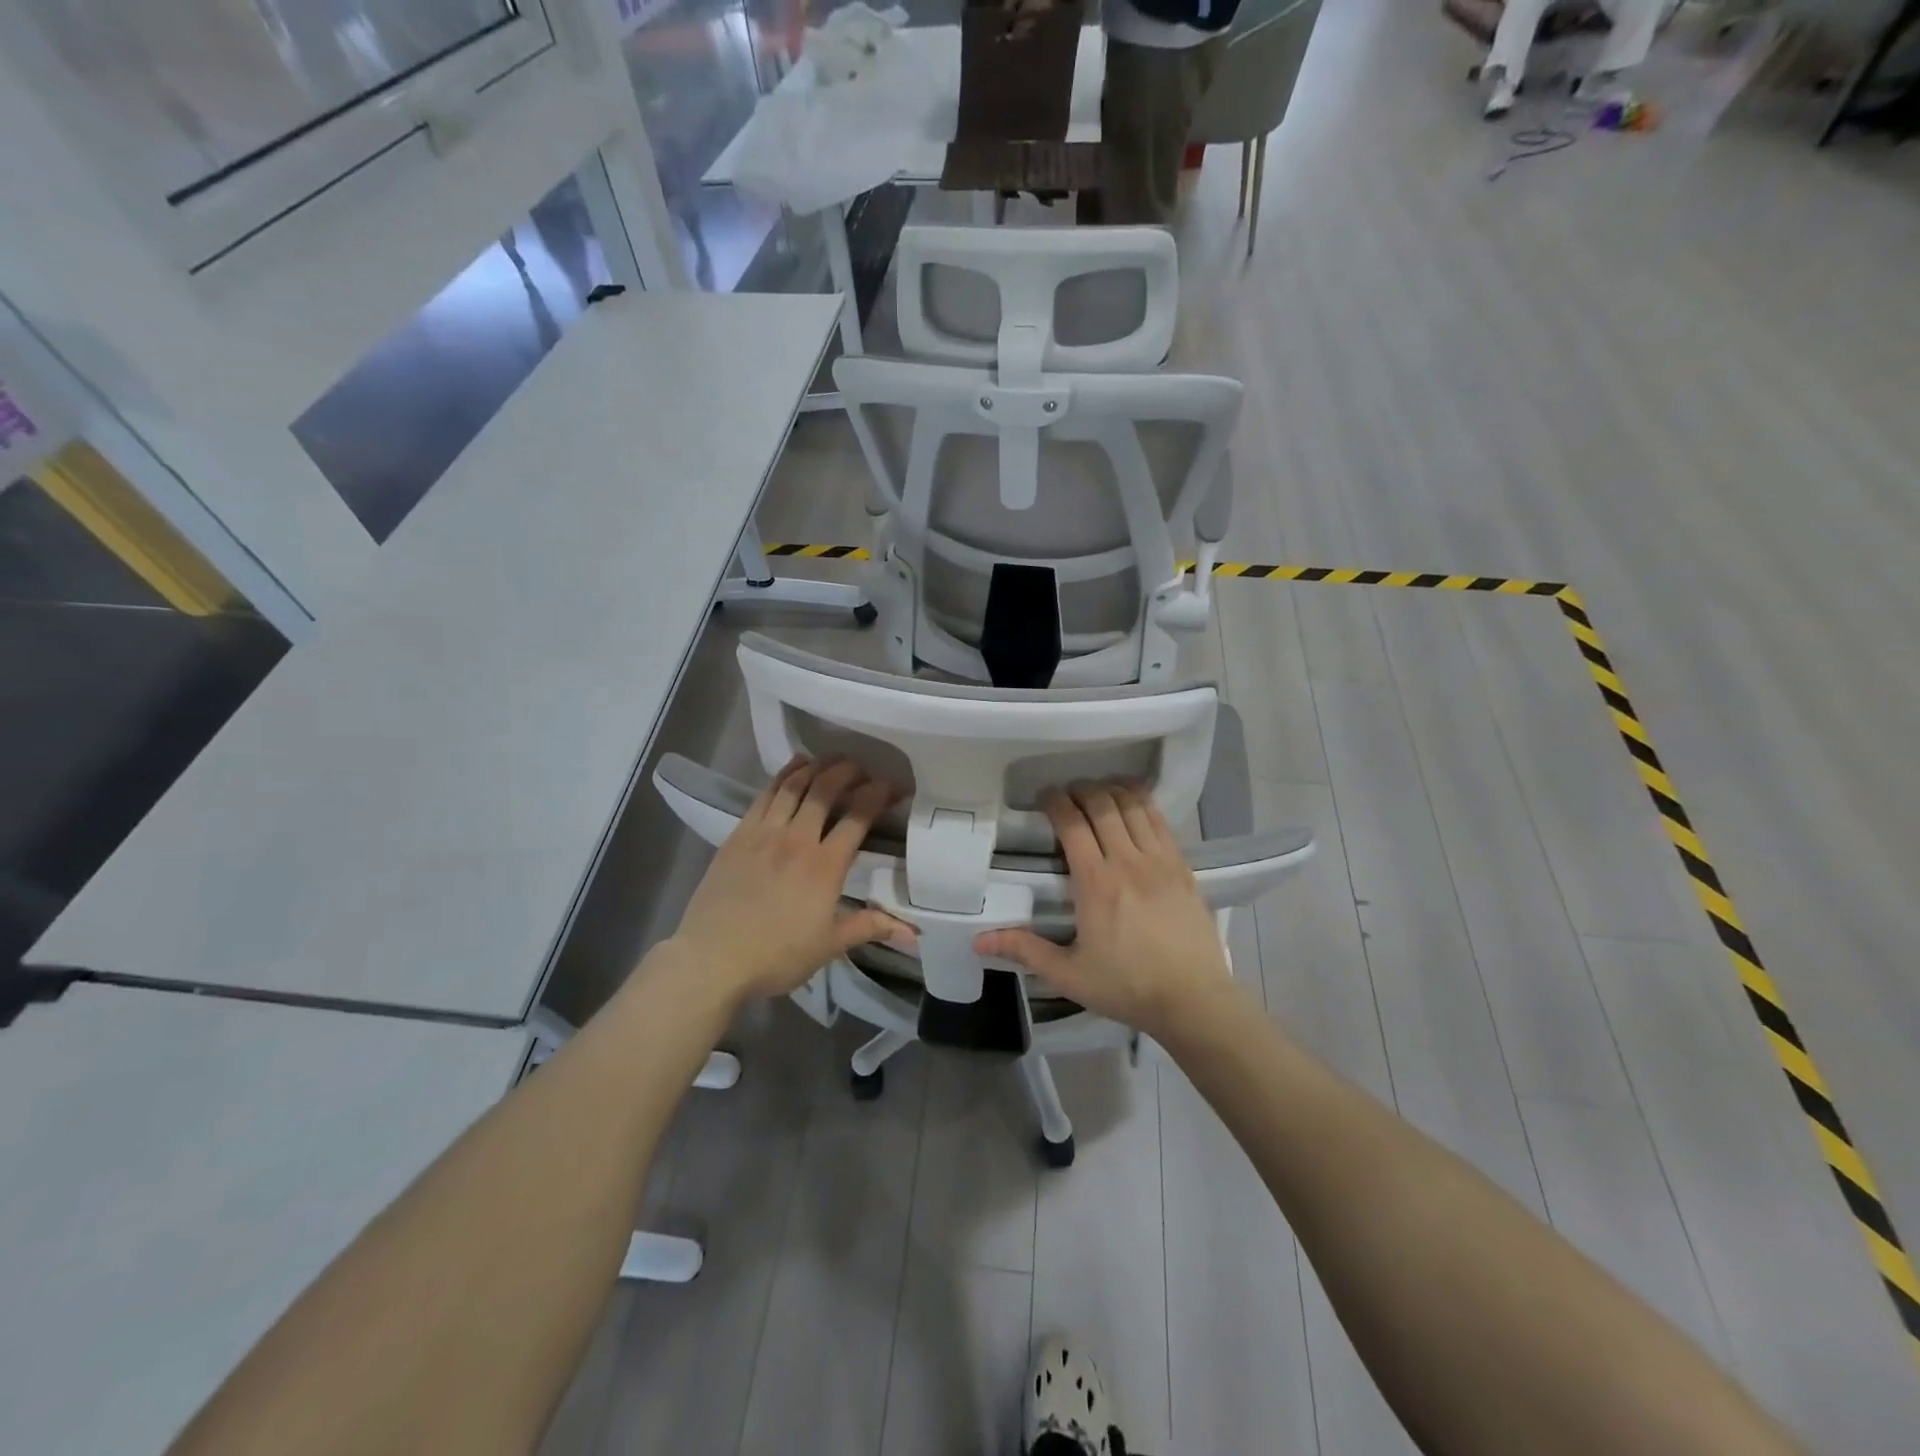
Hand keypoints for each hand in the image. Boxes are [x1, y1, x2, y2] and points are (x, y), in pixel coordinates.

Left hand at [659, 757, 910, 1009]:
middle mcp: (796, 838)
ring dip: (817, 767)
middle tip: (864, 769)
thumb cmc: (777, 955)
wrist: (711, 960)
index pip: (858, 815)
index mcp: (825, 865)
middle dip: (849, 771)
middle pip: (826, 789)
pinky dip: (783, 775)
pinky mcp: (738, 835)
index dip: (880, 794)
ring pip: (794, 784)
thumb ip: (871, 927)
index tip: (895, 787)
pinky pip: (764, 794)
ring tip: (833, 760)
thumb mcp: (830, 945)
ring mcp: (763, 833)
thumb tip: (914, 933)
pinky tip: (794, 768)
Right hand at [974, 781, 1237, 1038]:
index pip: (1072, 825)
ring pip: (1133, 806)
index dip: (1055, 802)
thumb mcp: (1069, 975)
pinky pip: (1160, 821)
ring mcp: (1160, 861)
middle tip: (1068, 793)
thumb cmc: (1127, 987)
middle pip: (1103, 805)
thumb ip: (1025, 950)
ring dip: (1112, 791)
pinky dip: (1143, 803)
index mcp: (1096, 884)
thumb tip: (978, 941)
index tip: (1044, 797)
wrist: (1194, 1000)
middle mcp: (1128, 862)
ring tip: (1097, 792)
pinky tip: (1133, 801)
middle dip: (1081, 790)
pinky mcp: (1183, 866)